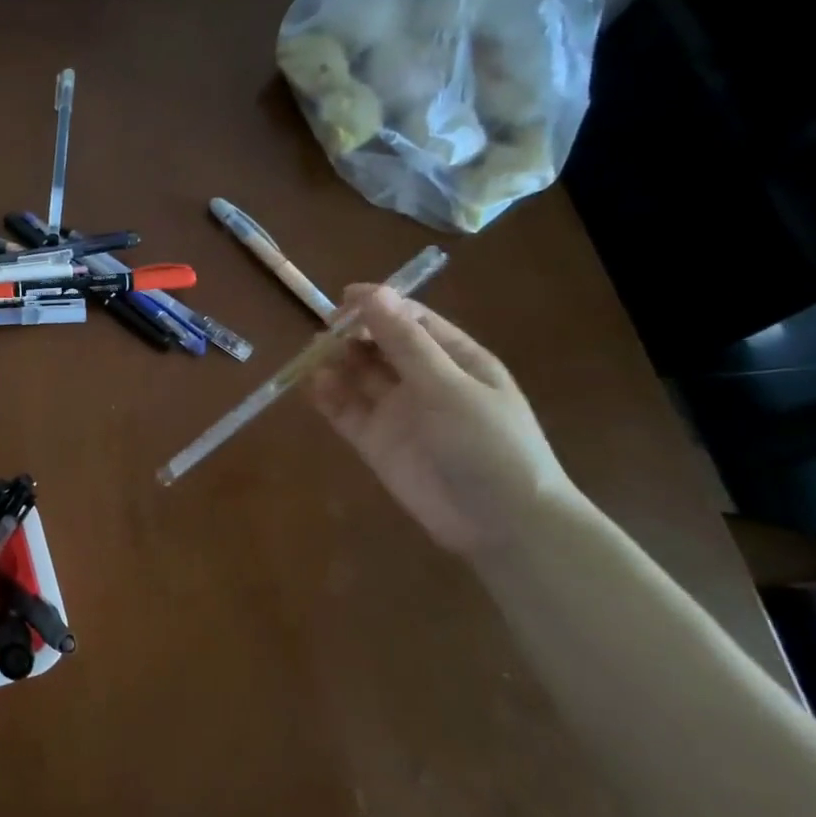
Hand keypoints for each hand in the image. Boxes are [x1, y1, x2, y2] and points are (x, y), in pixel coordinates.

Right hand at [311, 286, 580, 558]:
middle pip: (379, 345)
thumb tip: (373, 293)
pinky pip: (346, 411)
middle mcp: (425, 380)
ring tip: (313, 356)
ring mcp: (399, 411)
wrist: (502, 524)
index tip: (343, 300)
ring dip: (336, 362)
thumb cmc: (488, 444)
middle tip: (324, 332)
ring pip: (358, 376)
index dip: (378, 306)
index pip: (411, 319)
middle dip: (351, 334)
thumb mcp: (449, 387)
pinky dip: (328, 396)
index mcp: (455, 359)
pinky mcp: (377, 441)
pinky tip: (313, 385)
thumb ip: (406, 343)